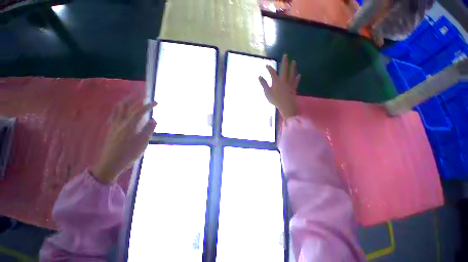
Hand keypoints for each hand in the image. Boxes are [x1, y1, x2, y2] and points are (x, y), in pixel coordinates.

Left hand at [92, 99, 156, 183]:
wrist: (111, 163)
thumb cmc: (129, 154)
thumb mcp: (143, 143)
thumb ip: (148, 130)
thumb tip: (154, 119)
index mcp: (130, 125)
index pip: (140, 111)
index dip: (148, 105)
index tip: (156, 102)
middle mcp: (121, 122)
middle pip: (128, 107)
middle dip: (136, 100)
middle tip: (144, 96)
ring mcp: (114, 125)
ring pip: (118, 109)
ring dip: (125, 102)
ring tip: (131, 98)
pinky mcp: (111, 129)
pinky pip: (114, 115)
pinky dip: (118, 109)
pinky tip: (120, 110)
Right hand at [259, 54, 300, 119]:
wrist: (286, 105)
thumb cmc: (275, 100)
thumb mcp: (267, 93)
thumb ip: (264, 84)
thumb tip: (259, 76)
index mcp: (276, 82)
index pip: (272, 73)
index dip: (269, 68)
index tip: (267, 65)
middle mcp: (284, 80)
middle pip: (284, 70)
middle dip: (284, 62)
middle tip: (286, 55)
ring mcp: (290, 84)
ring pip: (292, 74)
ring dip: (293, 67)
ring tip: (294, 61)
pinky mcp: (293, 88)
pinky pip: (296, 81)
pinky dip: (297, 78)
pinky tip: (299, 75)